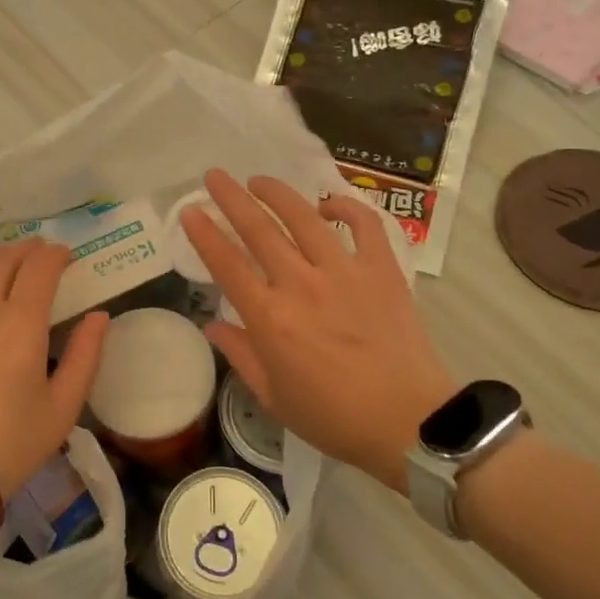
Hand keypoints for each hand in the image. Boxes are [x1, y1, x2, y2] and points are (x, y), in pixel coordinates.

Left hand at [0, 241, 108, 504]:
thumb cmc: (8, 446)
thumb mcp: (63, 409)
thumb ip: (85, 356)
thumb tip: (98, 316)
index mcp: (21, 321)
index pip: (41, 267)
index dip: (56, 255)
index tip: (65, 257)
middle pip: (3, 260)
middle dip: (25, 251)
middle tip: (37, 256)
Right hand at [180, 170, 456, 492]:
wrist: (409, 422)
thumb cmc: (334, 418)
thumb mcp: (274, 397)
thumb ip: (240, 354)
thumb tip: (213, 324)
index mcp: (270, 318)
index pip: (227, 264)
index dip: (204, 234)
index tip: (190, 210)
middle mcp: (301, 284)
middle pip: (259, 230)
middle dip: (232, 198)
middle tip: (215, 176)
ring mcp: (344, 271)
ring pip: (305, 217)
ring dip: (278, 193)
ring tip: (259, 180)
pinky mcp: (381, 269)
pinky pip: (364, 224)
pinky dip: (346, 207)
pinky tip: (329, 204)